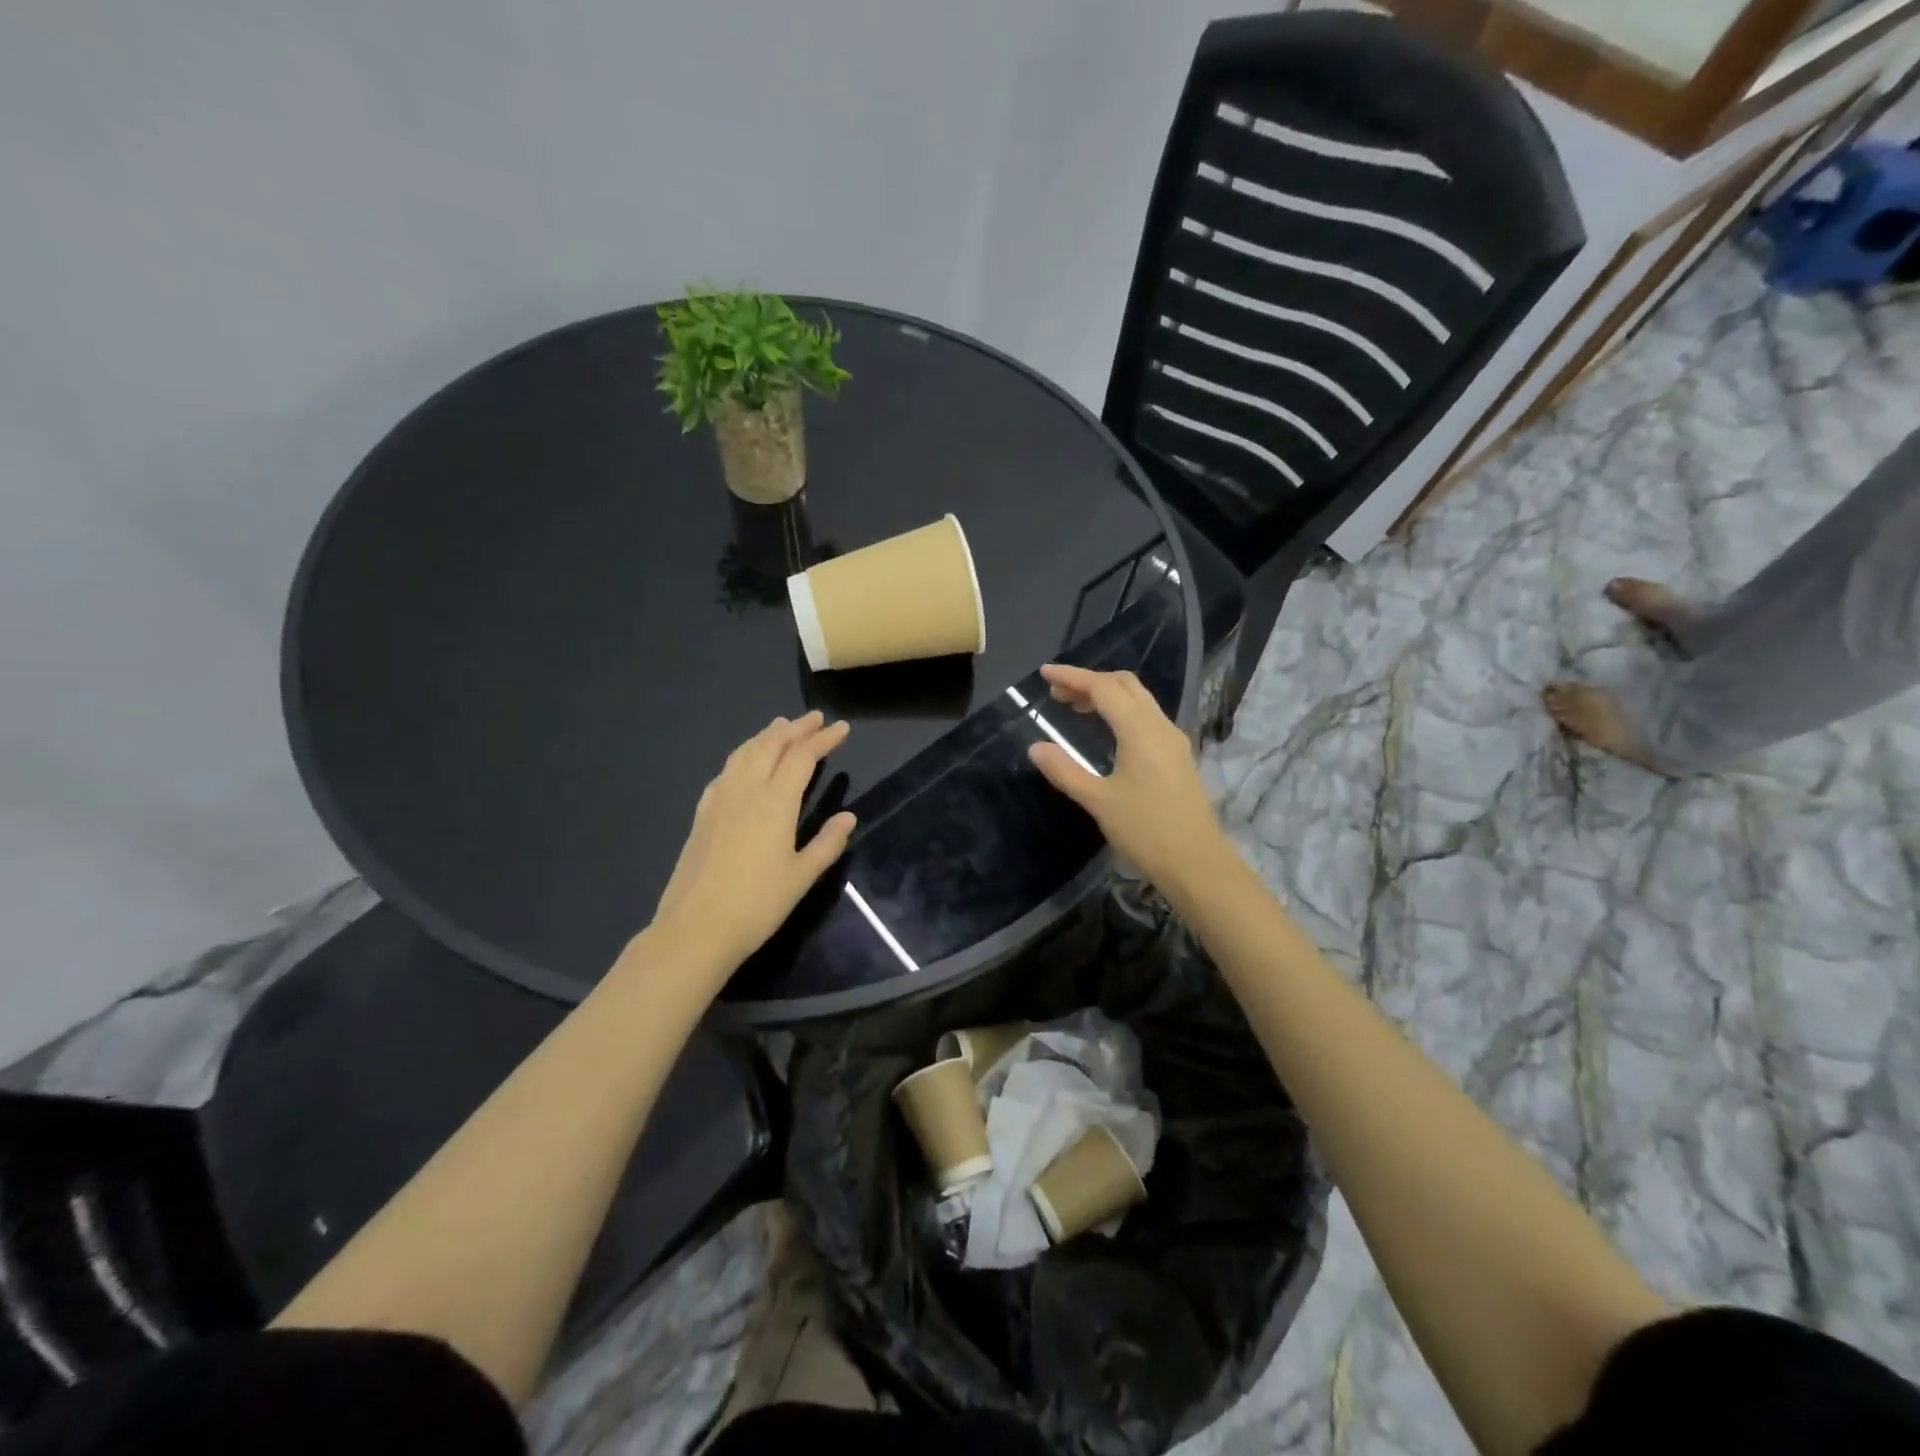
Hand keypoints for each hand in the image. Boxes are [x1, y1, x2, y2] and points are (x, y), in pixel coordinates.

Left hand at [651, 711, 856, 975]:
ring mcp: (719, 800)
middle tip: (815, 718)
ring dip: (766, 736)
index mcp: (775, 803)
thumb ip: (827, 843)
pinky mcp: (702, 814)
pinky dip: (743, 755)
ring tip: (781, 727)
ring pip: (744, 753)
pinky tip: (744, 763)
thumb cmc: (757, 905)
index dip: (823, 739)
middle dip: (795, 728)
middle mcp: (746, 791)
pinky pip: (726, 771)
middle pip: (771, 745)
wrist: (695, 929)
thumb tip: (848, 817)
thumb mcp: (802, 877)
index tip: (841, 728)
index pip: (802, 757)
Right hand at [1026, 664, 1228, 894]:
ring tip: (1074, 707)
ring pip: (1138, 700)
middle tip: (1057, 692)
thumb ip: (1065, 771)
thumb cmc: (1145, 830)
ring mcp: (1172, 740)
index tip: (1044, 673)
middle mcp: (1159, 726)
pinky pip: (1146, 717)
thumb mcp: (1098, 801)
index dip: (1072, 677)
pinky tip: (1106, 731)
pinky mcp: (1177, 756)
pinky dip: (1121, 711)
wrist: (1197, 862)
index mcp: (1139, 730)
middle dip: (1089, 681)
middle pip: (1124, 685)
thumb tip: (1036, 747)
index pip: (1103, 688)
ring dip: (1106, 695)